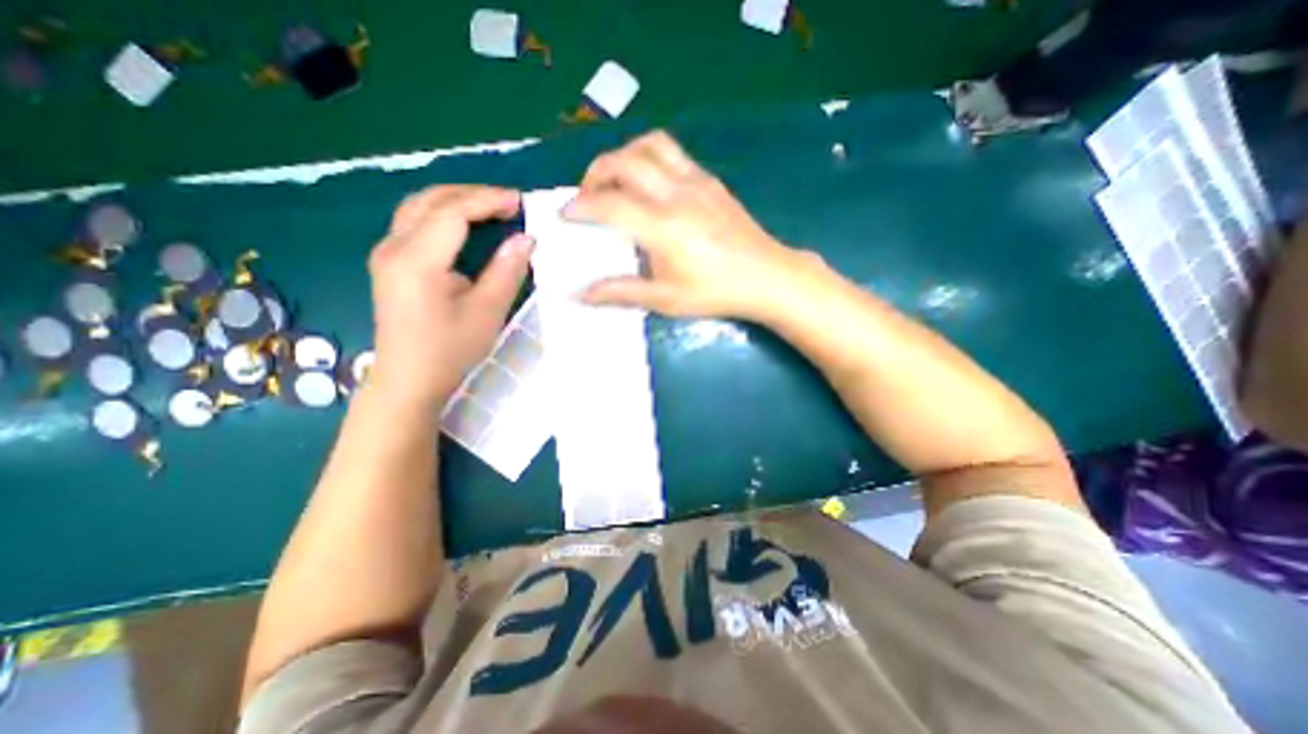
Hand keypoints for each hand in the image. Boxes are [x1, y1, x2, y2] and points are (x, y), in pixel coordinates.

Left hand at [361, 183, 529, 411]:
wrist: (408, 380)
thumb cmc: (450, 350)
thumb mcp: (487, 312)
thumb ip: (506, 271)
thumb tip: (526, 239)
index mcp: (417, 260)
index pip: (453, 212)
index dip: (488, 201)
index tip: (520, 201)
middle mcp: (393, 247)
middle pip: (431, 200)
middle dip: (472, 194)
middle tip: (509, 203)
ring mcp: (386, 254)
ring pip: (419, 207)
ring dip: (456, 201)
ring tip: (491, 209)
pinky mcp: (389, 263)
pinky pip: (414, 222)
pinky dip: (443, 214)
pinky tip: (465, 226)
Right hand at [569, 128, 815, 324]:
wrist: (766, 276)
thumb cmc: (715, 292)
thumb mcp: (666, 299)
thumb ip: (620, 292)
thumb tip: (579, 295)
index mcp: (663, 228)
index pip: (609, 205)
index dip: (580, 207)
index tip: (564, 214)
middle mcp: (676, 195)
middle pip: (624, 161)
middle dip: (595, 173)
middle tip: (587, 196)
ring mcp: (696, 182)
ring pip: (649, 145)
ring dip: (623, 156)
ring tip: (616, 181)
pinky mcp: (710, 180)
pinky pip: (672, 153)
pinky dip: (649, 157)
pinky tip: (649, 183)